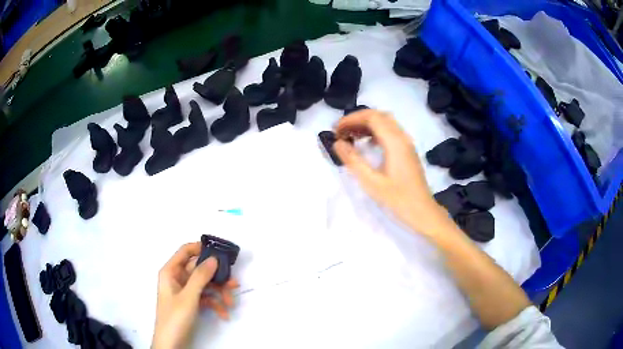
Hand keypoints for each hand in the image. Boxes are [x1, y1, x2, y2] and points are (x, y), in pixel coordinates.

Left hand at [152, 242, 238, 348]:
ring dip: (219, 293)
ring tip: (231, 303)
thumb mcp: (189, 297)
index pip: (186, 251)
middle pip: (199, 270)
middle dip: (217, 277)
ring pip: (205, 285)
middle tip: (234, 283)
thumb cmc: (175, 317)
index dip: (201, 248)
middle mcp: (177, 278)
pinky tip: (224, 314)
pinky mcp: (190, 303)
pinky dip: (215, 304)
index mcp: (171, 272)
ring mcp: (184, 292)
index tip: (220, 253)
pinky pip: (205, 298)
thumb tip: (213, 258)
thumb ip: (200, 277)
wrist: (171, 344)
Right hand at [333, 109, 450, 236]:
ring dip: (367, 124)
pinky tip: (367, 144)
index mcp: (395, 142)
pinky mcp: (408, 151)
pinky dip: (376, 132)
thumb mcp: (371, 182)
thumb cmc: (398, 199)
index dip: (351, 119)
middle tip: (341, 131)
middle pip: (379, 116)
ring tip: (350, 135)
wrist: (423, 212)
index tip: (335, 130)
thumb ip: (353, 160)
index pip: (371, 117)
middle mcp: (403, 137)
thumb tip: (337, 142)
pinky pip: (391, 132)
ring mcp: (407, 143)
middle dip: (358, 119)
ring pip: (386, 122)